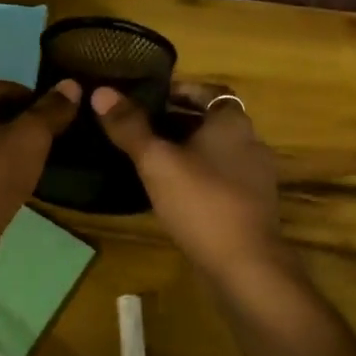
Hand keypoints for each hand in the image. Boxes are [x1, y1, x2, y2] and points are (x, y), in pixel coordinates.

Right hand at [92, 83, 288, 280]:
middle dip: (178, 121)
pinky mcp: (251, 206)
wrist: (245, 265)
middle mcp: (250, 143)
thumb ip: (129, 127)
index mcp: (232, 123)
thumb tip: (101, 92)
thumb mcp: (157, 161)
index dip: (182, 90)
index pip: (210, 91)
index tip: (152, 97)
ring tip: (150, 159)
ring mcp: (254, 177)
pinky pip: (221, 179)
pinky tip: (173, 192)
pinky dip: (198, 177)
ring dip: (187, 151)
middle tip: (141, 127)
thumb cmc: (201, 202)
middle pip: (211, 122)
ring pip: (216, 152)